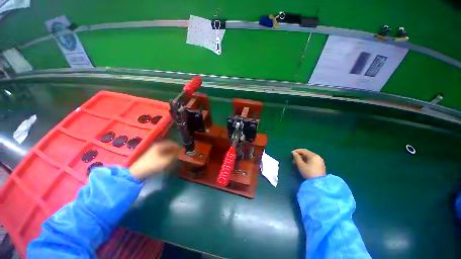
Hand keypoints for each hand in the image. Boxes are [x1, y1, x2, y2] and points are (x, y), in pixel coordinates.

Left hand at [129, 140, 179, 179]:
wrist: (138, 171)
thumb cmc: (153, 164)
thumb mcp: (167, 160)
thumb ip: (175, 154)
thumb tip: (181, 150)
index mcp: (161, 145)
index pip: (172, 143)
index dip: (178, 146)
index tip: (183, 150)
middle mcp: (157, 145)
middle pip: (169, 145)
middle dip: (175, 149)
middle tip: (179, 154)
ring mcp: (153, 150)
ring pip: (165, 149)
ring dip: (171, 152)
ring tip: (174, 157)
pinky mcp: (151, 154)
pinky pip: (162, 152)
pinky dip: (166, 154)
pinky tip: (167, 159)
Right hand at [292, 149, 325, 178]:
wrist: (318, 184)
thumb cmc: (309, 173)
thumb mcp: (301, 165)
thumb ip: (297, 158)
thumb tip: (293, 153)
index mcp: (314, 156)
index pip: (304, 150)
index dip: (297, 151)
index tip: (291, 153)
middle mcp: (318, 157)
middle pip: (307, 154)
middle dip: (299, 156)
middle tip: (293, 159)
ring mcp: (320, 161)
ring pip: (309, 157)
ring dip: (302, 159)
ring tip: (296, 163)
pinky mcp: (320, 166)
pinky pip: (312, 161)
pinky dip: (306, 161)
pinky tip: (302, 165)